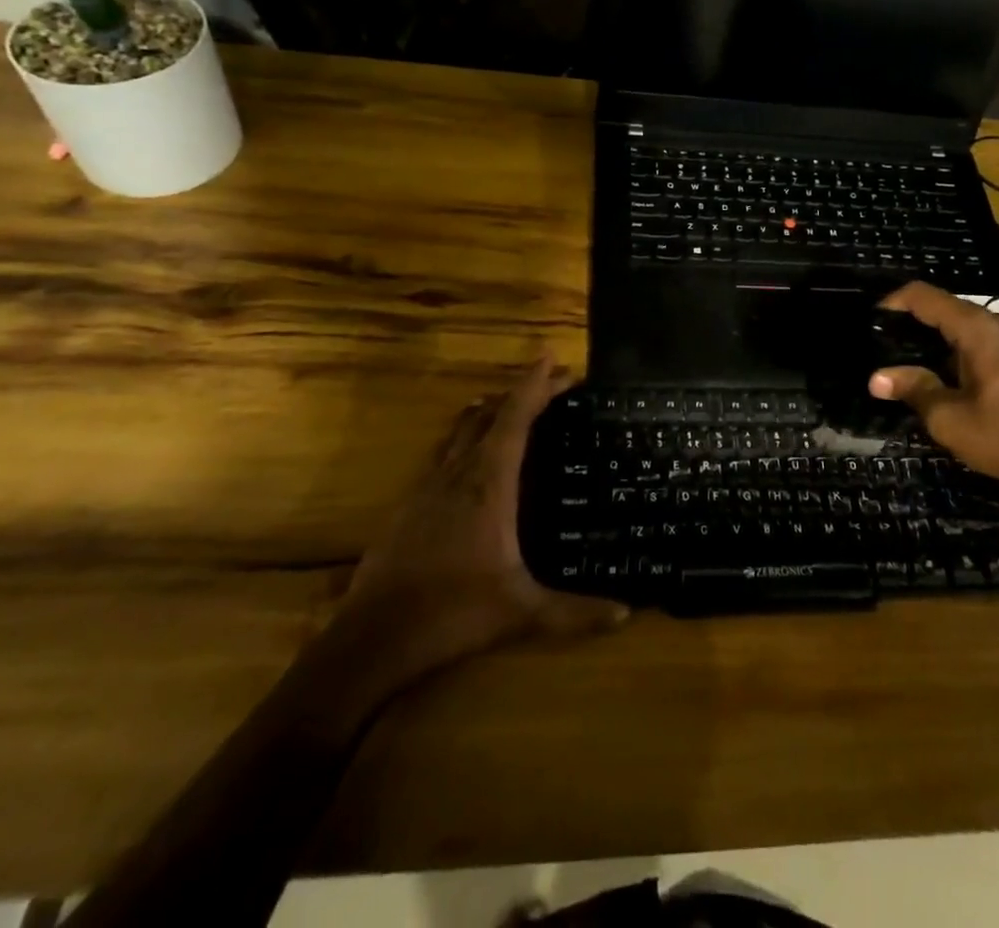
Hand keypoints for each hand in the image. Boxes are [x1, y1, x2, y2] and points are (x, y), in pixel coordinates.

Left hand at [335, 356, 626, 677]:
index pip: (515, 417)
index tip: (555, 359)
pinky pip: (444, 453)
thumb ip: (575, 612)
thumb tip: (626, 613)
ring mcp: (429, 485)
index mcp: (488, 482)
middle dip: (520, 392)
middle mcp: (458, 472)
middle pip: (489, 413)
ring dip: (489, 411)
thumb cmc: (453, 612)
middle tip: (551, 384)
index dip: (536, 384)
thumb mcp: (522, 613)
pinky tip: (470, 458)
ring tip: (511, 407)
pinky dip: (466, 438)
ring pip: (461, 430)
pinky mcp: (410, 503)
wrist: (372, 638)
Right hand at [869, 282, 998, 498]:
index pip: (925, 296)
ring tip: (907, 359)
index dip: (894, 302)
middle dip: (913, 321)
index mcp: (978, 329)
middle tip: (884, 343)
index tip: (871, 320)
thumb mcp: (950, 418)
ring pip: (965, 325)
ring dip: (936, 337)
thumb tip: (876, 377)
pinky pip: (982, 341)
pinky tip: (944, 375)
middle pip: (946, 307)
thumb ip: (913, 390)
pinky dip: (957, 350)